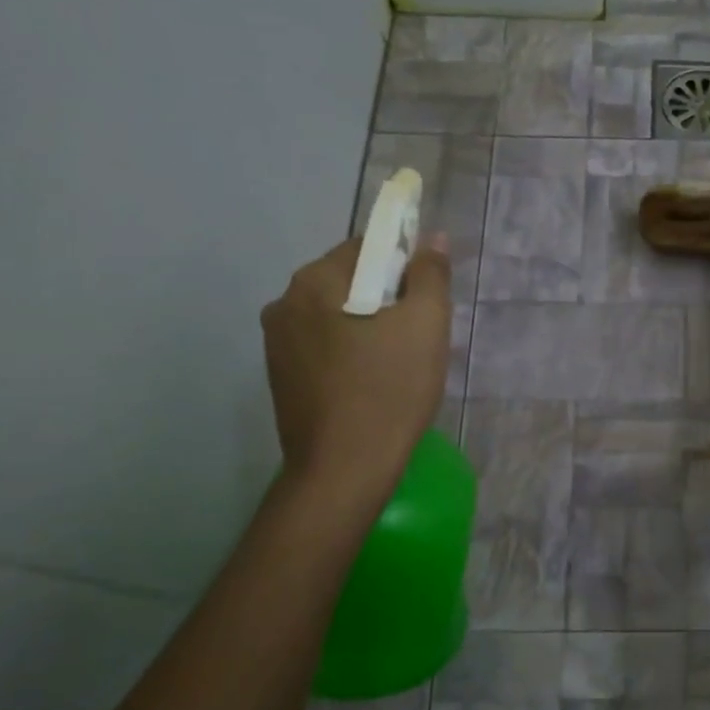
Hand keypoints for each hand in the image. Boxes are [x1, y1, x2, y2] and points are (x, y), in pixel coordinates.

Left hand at [261, 234, 451, 497]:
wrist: (343, 470)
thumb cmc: (389, 390)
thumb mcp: (425, 325)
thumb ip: (431, 275)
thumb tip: (432, 239)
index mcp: (315, 281)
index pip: (368, 247)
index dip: (405, 265)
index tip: (427, 300)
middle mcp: (284, 303)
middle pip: (350, 281)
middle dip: (387, 298)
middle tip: (419, 335)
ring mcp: (276, 343)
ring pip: (337, 315)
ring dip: (368, 326)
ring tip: (398, 363)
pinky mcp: (280, 376)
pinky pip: (324, 346)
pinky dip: (350, 352)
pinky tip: (371, 383)